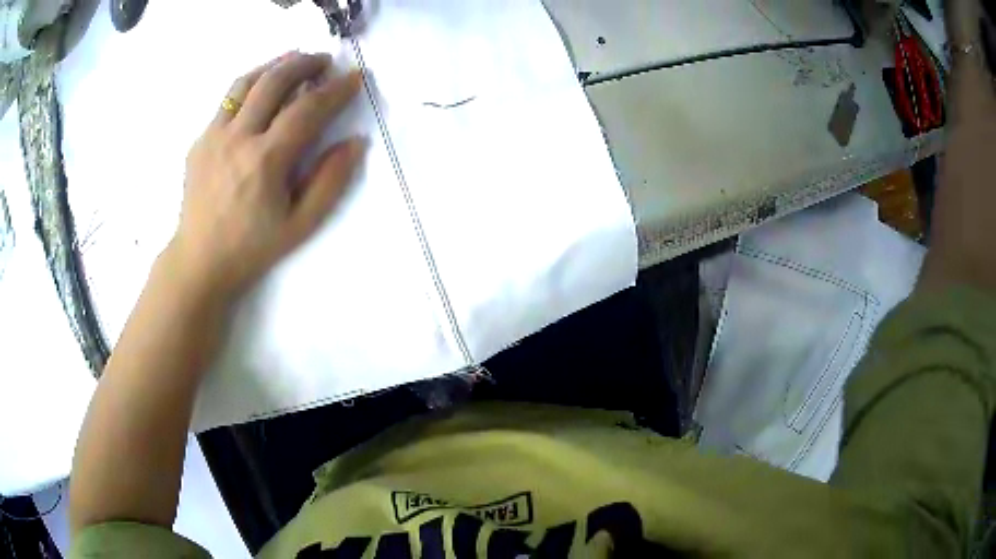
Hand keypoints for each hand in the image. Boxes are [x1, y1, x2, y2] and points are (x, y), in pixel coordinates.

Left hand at [168, 51, 364, 301]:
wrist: (199, 260)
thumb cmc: (252, 247)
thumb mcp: (301, 224)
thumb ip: (330, 180)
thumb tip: (355, 141)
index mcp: (265, 160)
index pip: (308, 109)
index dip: (336, 89)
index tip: (354, 77)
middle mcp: (237, 139)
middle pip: (275, 81)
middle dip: (305, 63)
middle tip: (324, 61)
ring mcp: (213, 136)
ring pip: (246, 82)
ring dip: (274, 65)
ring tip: (293, 61)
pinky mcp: (200, 141)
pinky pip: (227, 100)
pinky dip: (250, 85)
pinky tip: (261, 91)